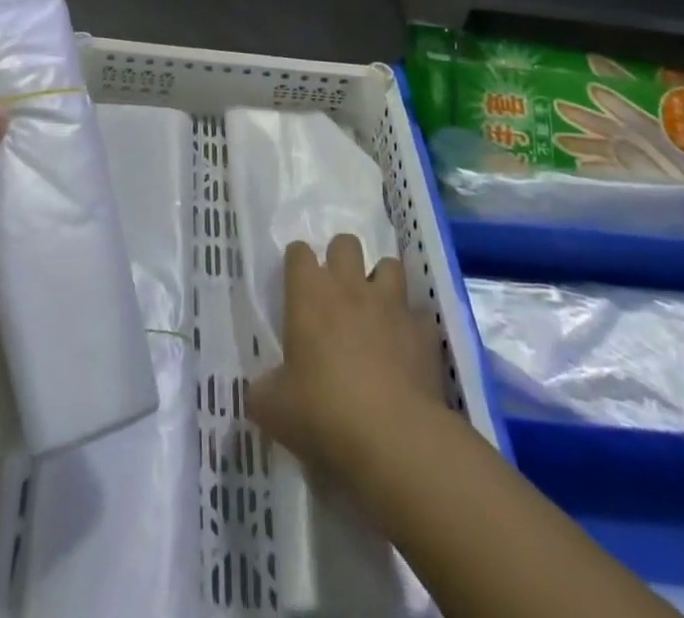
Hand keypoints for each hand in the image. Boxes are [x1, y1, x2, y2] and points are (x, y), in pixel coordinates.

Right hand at [248, 235, 445, 479]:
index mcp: (309, 294)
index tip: (296, 286)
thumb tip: (259, 392)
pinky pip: (419, 314)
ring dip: (381, 282)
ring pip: (389, 266)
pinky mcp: (424, 332)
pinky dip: (413, 326)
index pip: (298, 252)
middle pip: (345, 244)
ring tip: (376, 309)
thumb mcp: (273, 409)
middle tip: (337, 292)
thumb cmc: (323, 413)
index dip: (297, 264)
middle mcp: (350, 286)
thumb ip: (263, 391)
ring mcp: (391, 305)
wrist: (394, 440)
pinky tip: (407, 347)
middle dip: (341, 259)